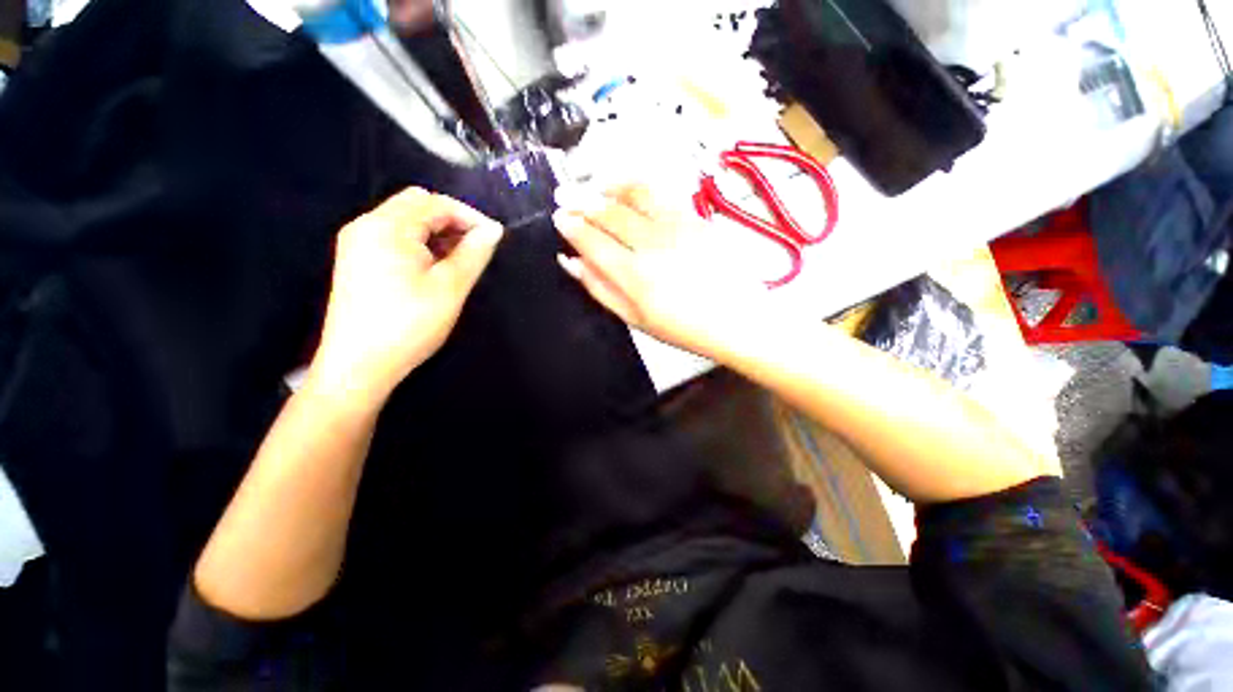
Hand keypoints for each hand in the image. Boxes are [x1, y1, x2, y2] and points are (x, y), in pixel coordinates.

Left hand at [310, 188, 502, 403]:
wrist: (358, 366)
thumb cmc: (409, 324)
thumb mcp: (450, 288)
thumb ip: (474, 254)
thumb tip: (494, 230)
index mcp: (387, 227)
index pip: (436, 203)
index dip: (470, 216)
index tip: (494, 238)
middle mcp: (367, 225)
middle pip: (417, 205)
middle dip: (452, 221)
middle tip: (476, 249)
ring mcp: (358, 242)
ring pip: (406, 221)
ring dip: (437, 233)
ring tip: (460, 261)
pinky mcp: (357, 260)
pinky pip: (394, 238)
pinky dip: (420, 244)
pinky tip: (434, 268)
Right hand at [553, 183, 773, 361]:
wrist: (735, 318)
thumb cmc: (681, 327)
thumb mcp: (634, 319)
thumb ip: (599, 288)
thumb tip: (570, 261)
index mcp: (634, 276)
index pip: (592, 241)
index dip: (571, 226)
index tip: (559, 218)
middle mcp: (652, 245)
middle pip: (609, 213)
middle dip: (581, 201)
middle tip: (565, 196)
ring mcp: (676, 226)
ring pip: (634, 194)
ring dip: (608, 187)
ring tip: (593, 188)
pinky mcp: (695, 218)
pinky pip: (660, 193)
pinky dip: (637, 187)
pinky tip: (626, 191)